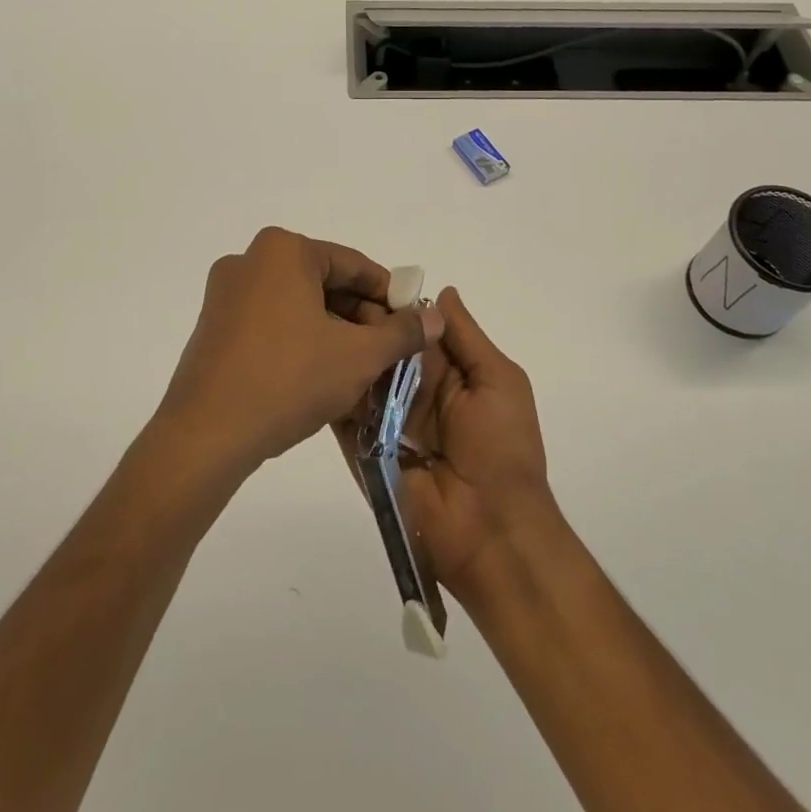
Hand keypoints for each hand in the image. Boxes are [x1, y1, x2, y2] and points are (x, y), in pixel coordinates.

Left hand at [154, 227, 442, 482]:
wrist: (206, 434)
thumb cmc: (288, 379)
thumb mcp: (358, 356)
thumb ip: (402, 332)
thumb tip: (435, 317)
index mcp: (284, 250)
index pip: (354, 266)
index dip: (389, 296)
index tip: (412, 326)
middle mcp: (250, 260)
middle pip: (324, 283)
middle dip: (360, 318)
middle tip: (388, 354)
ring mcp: (226, 293)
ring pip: (298, 306)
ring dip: (333, 333)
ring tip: (360, 371)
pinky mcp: (214, 326)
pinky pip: (271, 323)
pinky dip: (301, 342)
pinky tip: (321, 377)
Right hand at [340, 287, 559, 608]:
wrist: (490, 531)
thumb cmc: (502, 448)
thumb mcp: (498, 381)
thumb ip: (467, 337)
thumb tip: (442, 291)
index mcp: (448, 371)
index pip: (414, 327)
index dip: (392, 305)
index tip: (362, 279)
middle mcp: (413, 389)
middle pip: (382, 348)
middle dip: (361, 325)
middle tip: (329, 299)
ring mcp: (385, 419)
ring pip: (359, 376)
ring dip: (342, 354)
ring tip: (312, 324)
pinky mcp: (363, 447)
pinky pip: (343, 415)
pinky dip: (330, 393)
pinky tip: (308, 365)